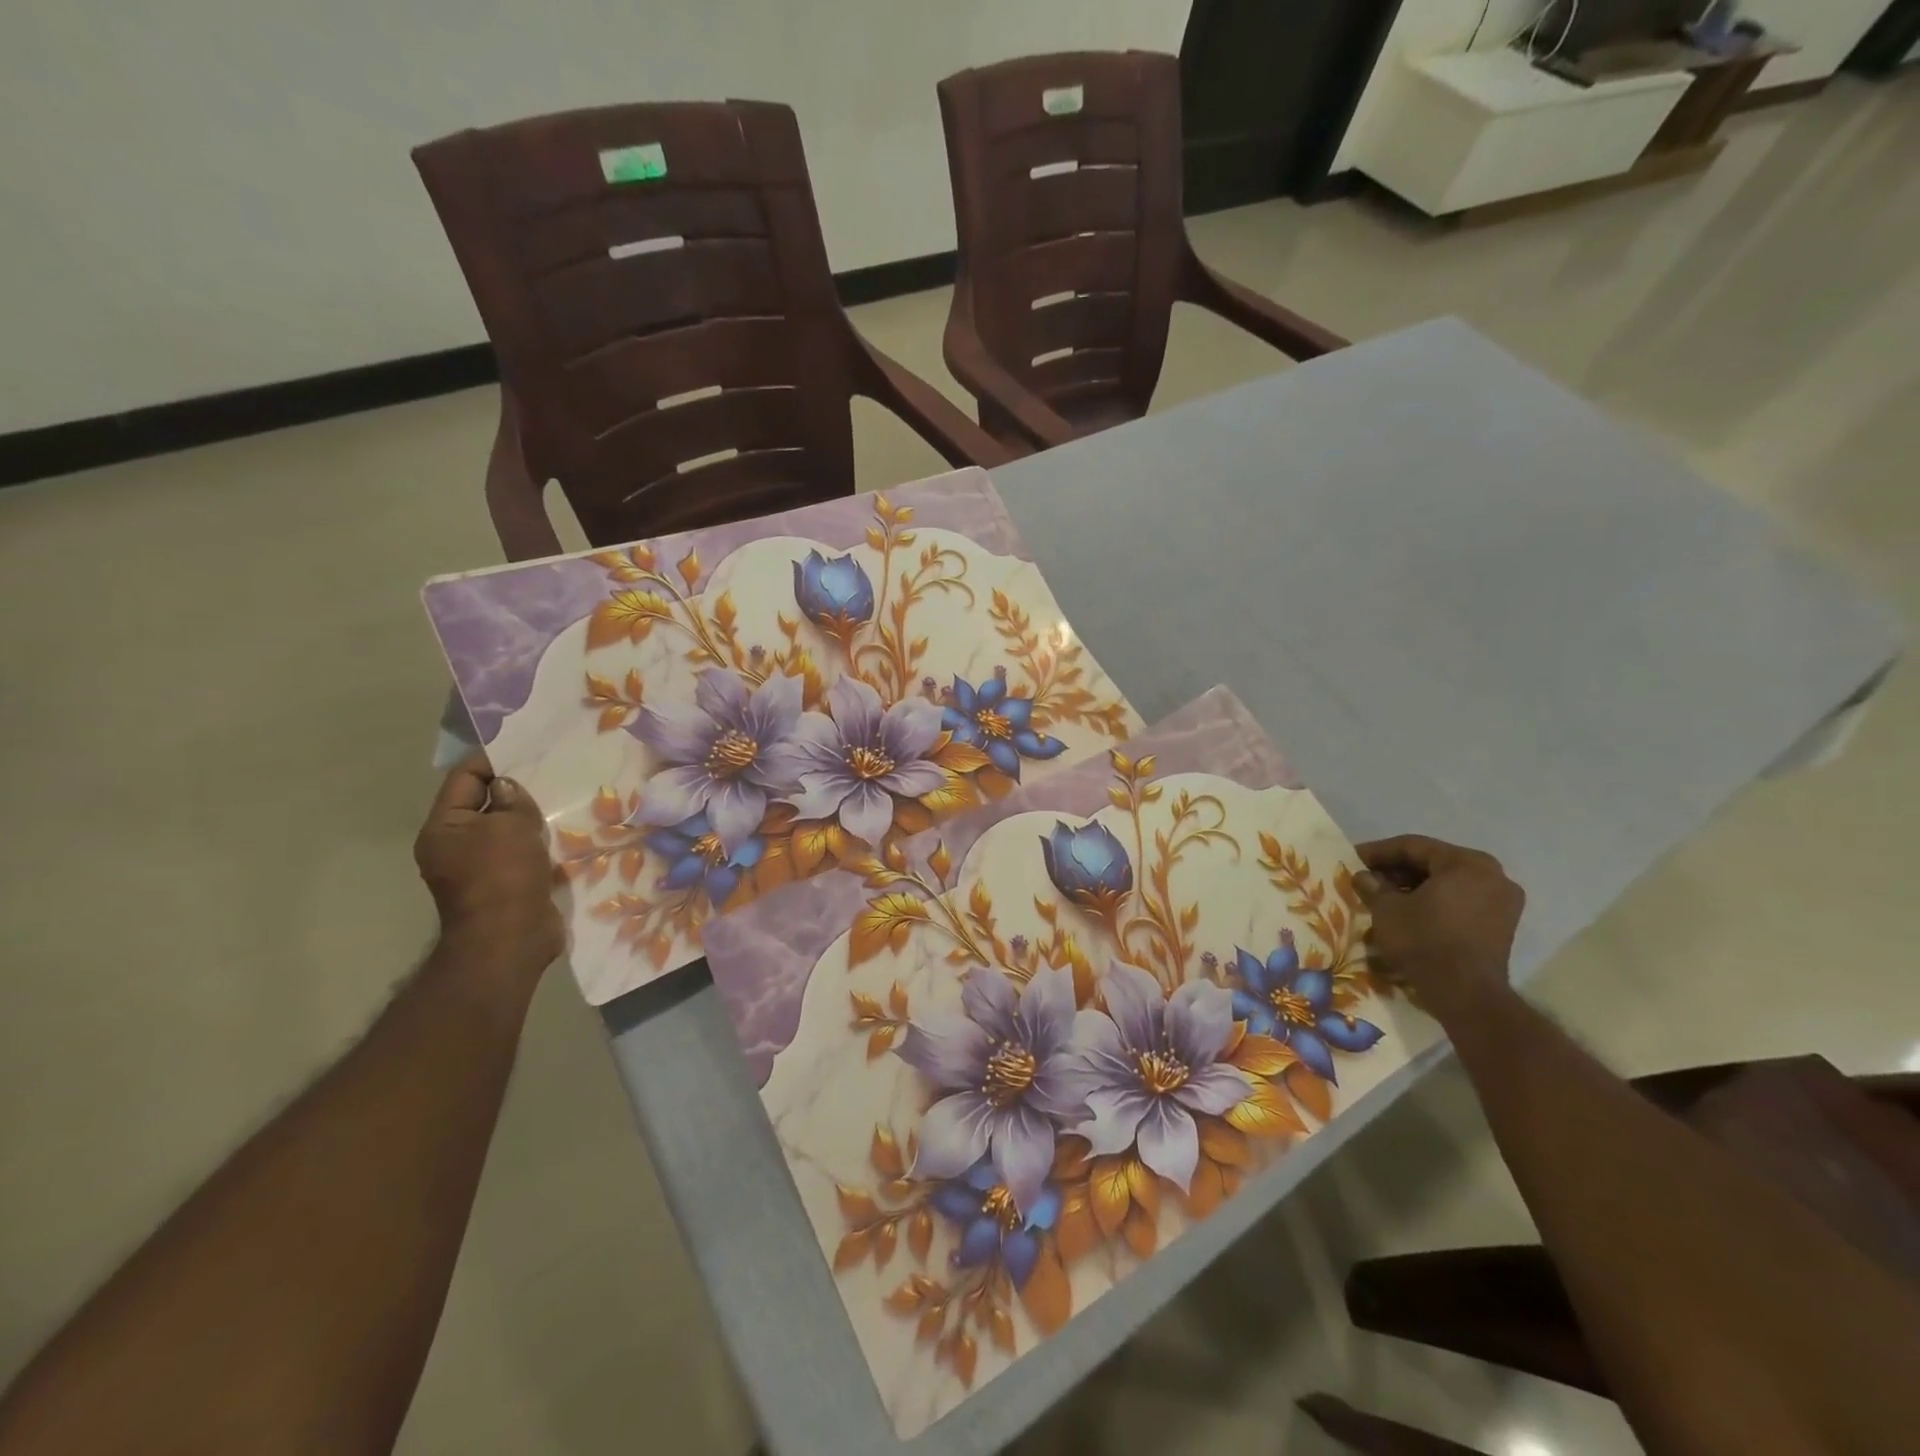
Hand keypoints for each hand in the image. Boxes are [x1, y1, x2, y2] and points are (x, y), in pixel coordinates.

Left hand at [413, 754, 563, 982]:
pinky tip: (564, 833)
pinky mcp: (506, 885)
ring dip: (531, 817)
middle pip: (485, 803)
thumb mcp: (510, 826)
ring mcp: (479, 868)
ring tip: (563, 800)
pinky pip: (521, 852)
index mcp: (444, 827)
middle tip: (551, 772)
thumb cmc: (503, 876)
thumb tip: (508, 787)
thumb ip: (512, 800)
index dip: (493, 760)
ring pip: (506, 829)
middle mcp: (455, 845)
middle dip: (516, 789)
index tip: (527, 748)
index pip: (464, 778)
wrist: (510, 939)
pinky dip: (539, 842)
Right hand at [1353, 835, 1523, 1016]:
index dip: (1379, 852)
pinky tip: (1408, 912)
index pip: (1414, 846)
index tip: (1353, 858)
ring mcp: (1503, 903)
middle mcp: (1493, 876)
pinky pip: (1461, 903)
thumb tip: (1364, 877)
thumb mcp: (1387, 909)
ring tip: (1383, 897)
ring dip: (1414, 887)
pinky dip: (1434, 903)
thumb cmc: (1424, 940)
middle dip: (1397, 870)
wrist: (1465, 995)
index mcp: (1467, 863)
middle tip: (1367, 877)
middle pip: (1434, 863)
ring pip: (1448, 884)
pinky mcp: (1501, 927)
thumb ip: (1373, 886)